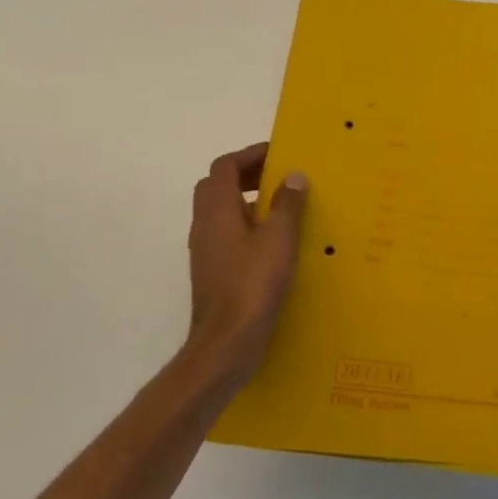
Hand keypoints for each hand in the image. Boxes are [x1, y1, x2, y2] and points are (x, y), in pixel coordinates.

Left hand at [186, 143, 308, 383]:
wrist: (226, 343)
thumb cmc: (253, 285)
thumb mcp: (279, 239)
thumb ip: (287, 204)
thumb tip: (292, 176)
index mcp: (217, 210)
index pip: (225, 166)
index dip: (250, 155)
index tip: (279, 155)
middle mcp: (204, 225)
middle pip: (217, 185)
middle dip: (246, 175)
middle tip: (278, 178)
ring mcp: (205, 250)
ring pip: (220, 211)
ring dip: (246, 201)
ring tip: (281, 207)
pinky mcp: (212, 271)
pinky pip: (226, 234)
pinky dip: (246, 226)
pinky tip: (272, 243)